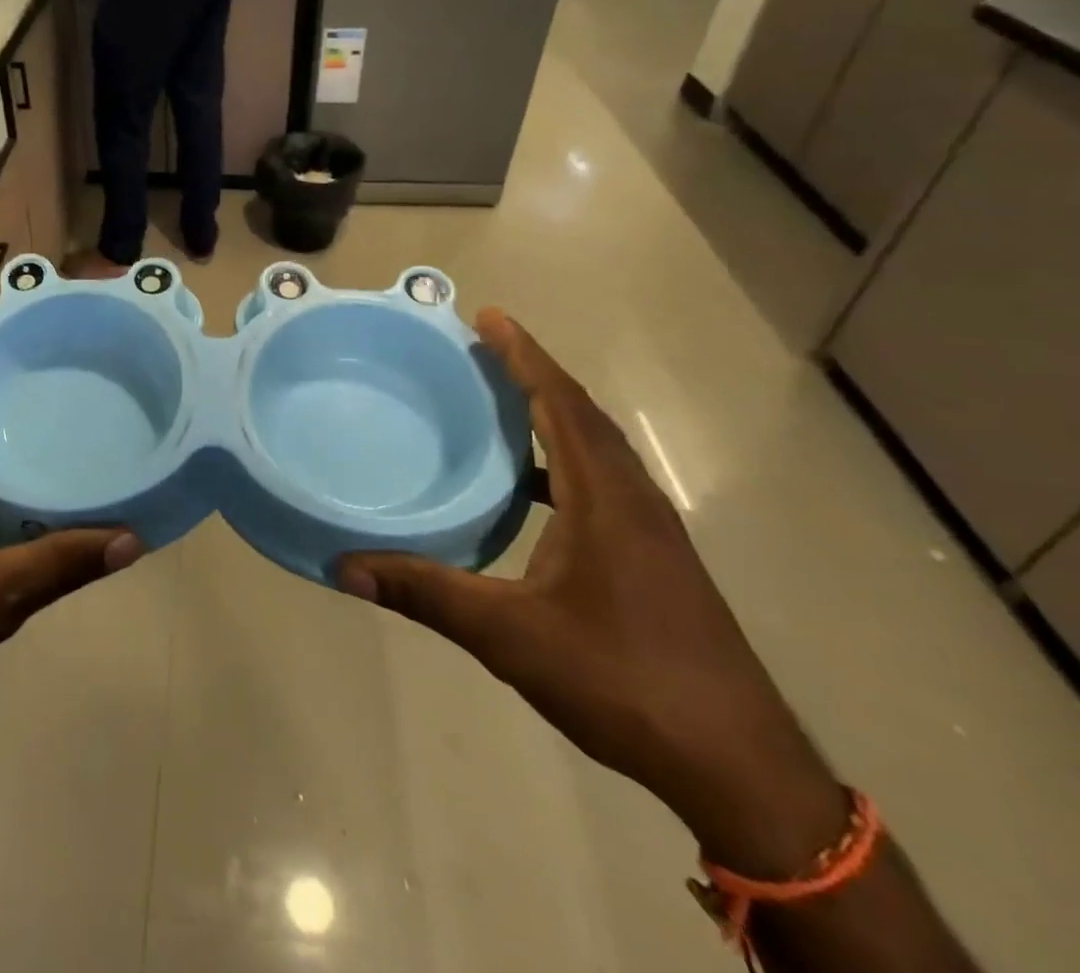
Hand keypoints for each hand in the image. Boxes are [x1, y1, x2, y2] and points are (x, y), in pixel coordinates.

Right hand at [340, 310, 848, 878]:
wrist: (739, 767)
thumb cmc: (622, 680)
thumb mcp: (509, 635)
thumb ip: (426, 594)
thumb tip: (345, 566)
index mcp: (604, 498)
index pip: (561, 403)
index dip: (523, 355)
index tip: (488, 317)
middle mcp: (634, 499)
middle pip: (582, 413)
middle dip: (533, 372)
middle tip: (482, 347)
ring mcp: (652, 530)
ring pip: (597, 447)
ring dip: (552, 412)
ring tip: (501, 401)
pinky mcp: (656, 558)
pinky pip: (603, 480)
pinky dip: (564, 458)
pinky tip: (532, 487)